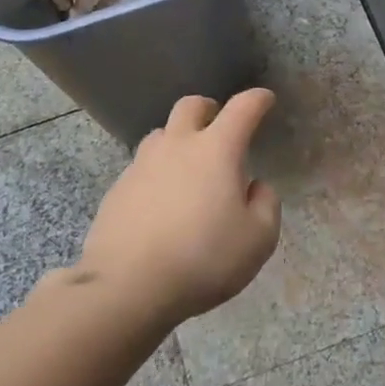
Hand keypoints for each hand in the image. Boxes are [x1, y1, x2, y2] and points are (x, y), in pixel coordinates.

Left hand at [79, 90, 281, 325]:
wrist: (127, 285)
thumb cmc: (203, 259)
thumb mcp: (258, 239)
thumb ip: (266, 205)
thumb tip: (256, 187)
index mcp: (216, 150)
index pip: (242, 109)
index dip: (257, 100)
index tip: (265, 100)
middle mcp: (177, 146)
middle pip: (191, 106)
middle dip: (209, 108)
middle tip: (218, 124)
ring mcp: (142, 164)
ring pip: (161, 134)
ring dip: (178, 139)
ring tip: (188, 165)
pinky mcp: (118, 188)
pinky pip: (142, 166)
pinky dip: (157, 172)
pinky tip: (161, 200)